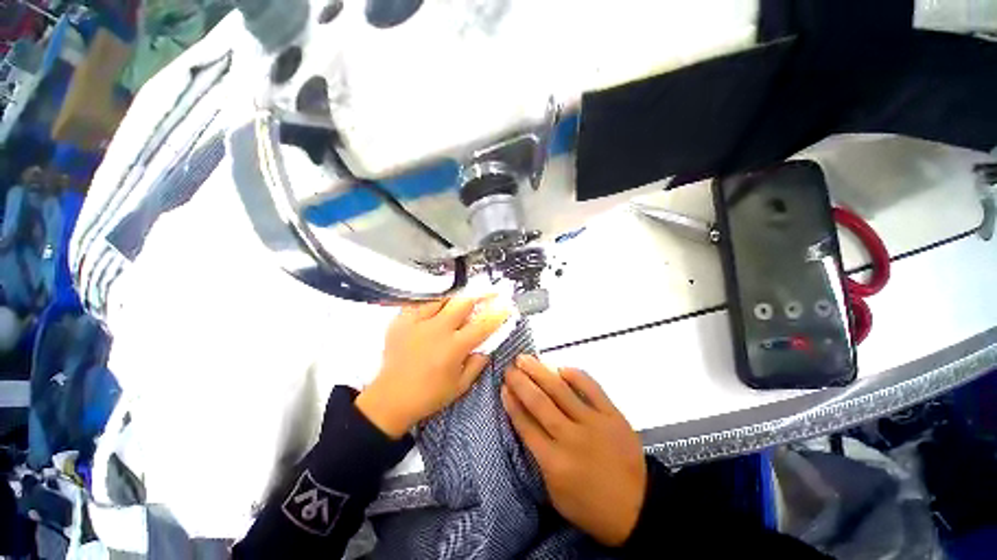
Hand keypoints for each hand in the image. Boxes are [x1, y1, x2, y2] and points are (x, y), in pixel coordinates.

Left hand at [355, 296, 509, 437]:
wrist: (390, 399)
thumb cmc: (429, 395)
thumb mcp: (460, 385)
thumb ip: (477, 363)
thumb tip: (487, 346)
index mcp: (454, 347)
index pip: (482, 324)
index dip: (497, 313)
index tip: (506, 305)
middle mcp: (438, 330)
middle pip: (463, 303)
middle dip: (481, 294)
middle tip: (490, 291)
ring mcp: (418, 322)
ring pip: (443, 298)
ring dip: (457, 298)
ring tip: (463, 299)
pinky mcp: (402, 320)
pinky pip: (421, 303)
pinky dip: (433, 303)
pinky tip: (437, 307)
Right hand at [501, 355, 646, 546]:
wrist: (638, 507)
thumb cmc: (591, 506)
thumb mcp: (555, 494)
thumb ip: (539, 459)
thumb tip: (527, 424)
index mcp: (554, 462)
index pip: (526, 425)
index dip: (512, 403)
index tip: (503, 387)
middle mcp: (570, 438)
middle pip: (539, 403)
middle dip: (521, 382)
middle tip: (510, 368)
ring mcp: (593, 423)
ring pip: (560, 390)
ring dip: (540, 372)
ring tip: (525, 359)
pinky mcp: (612, 415)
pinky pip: (591, 388)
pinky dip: (575, 375)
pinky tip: (561, 368)